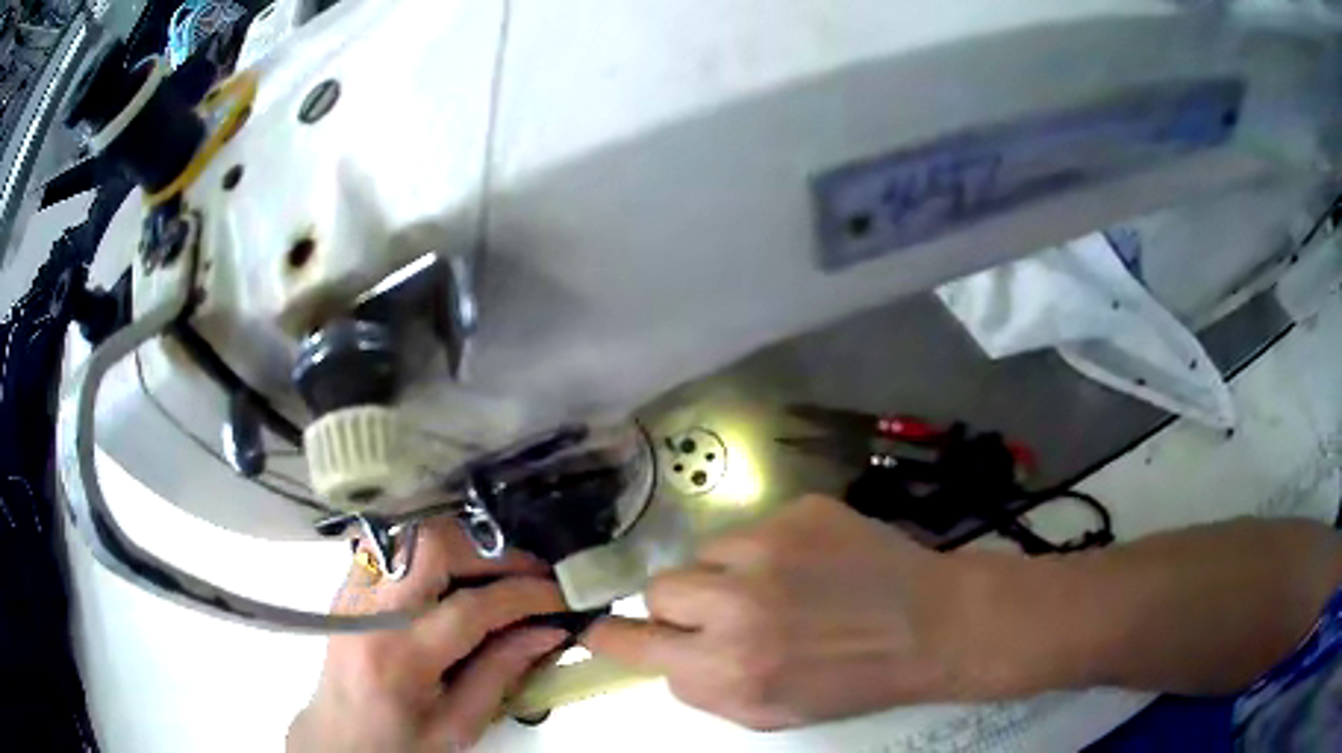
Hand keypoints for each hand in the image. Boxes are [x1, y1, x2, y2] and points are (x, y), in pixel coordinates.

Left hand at [288, 520, 567, 751]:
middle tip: (530, 574)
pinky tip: (456, 578)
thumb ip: (502, 674)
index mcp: (400, 657)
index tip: (561, 595)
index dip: (525, 595)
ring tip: (497, 574)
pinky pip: (396, 546)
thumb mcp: (458, 726)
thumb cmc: (400, 743)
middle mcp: (370, 610)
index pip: (471, 607)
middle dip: (492, 552)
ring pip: (411, 533)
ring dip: (463, 545)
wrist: (339, 736)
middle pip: (433, 545)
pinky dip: (434, 552)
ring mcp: (354, 590)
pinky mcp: (350, 584)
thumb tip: (548, 631)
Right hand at [583, 495, 980, 729]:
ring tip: (776, 586)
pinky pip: (751, 527)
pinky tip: (809, 565)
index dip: (611, 637)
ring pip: (704, 552)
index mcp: (727, 668)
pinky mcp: (798, 511)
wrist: (928, 626)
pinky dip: (767, 548)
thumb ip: (703, 688)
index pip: (634, 643)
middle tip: (720, 612)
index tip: (600, 631)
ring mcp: (768, 548)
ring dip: (725, 573)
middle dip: (680, 604)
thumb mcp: (768, 713)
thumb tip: (662, 655)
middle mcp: (736, 605)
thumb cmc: (851, 681)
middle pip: (659, 588)